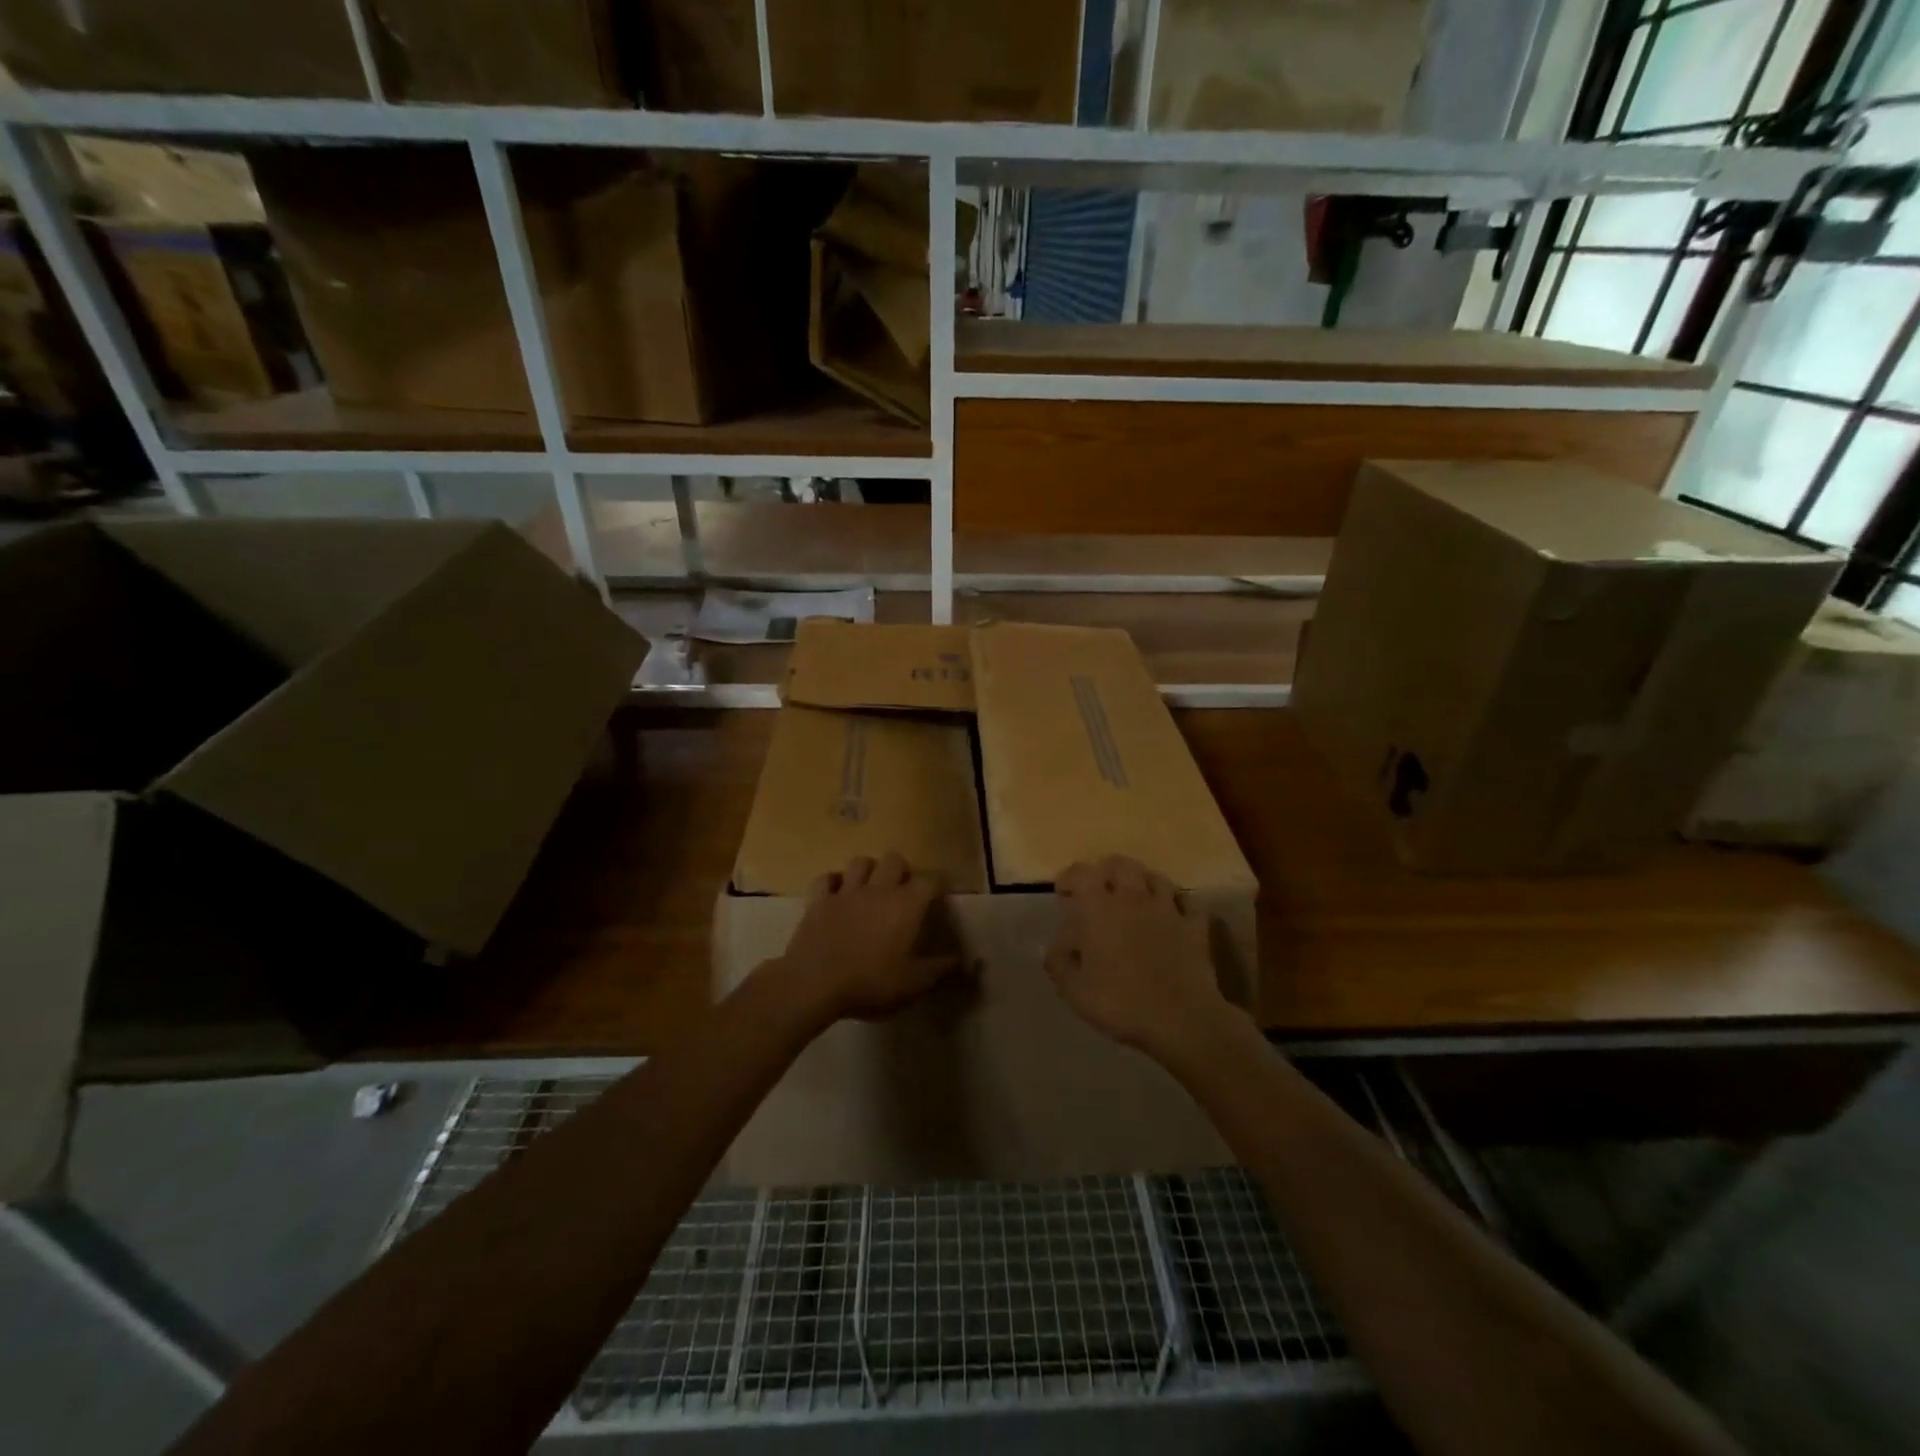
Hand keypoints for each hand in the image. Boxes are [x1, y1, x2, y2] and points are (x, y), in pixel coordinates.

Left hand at [777, 852, 959, 1021]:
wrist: (814, 983)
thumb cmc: (871, 983)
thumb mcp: (914, 983)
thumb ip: (942, 969)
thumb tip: (970, 962)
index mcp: (906, 905)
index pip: (931, 880)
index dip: (939, 883)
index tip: (943, 892)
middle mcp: (878, 889)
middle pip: (894, 860)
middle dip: (902, 871)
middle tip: (904, 891)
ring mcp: (845, 892)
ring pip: (860, 862)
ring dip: (869, 871)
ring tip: (872, 887)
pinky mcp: (818, 900)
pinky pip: (826, 878)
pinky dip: (833, 882)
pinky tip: (837, 893)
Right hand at [1047, 856, 1245, 1066]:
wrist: (1181, 1019)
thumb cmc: (1121, 1002)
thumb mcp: (1076, 991)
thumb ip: (1058, 965)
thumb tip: (1046, 948)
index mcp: (1099, 909)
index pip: (1082, 874)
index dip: (1070, 877)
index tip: (1063, 891)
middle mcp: (1133, 898)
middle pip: (1120, 865)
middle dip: (1106, 871)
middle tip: (1098, 888)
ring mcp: (1168, 909)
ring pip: (1155, 877)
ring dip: (1141, 881)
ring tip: (1134, 895)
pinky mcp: (1194, 926)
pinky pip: (1187, 902)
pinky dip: (1177, 902)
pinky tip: (1172, 912)